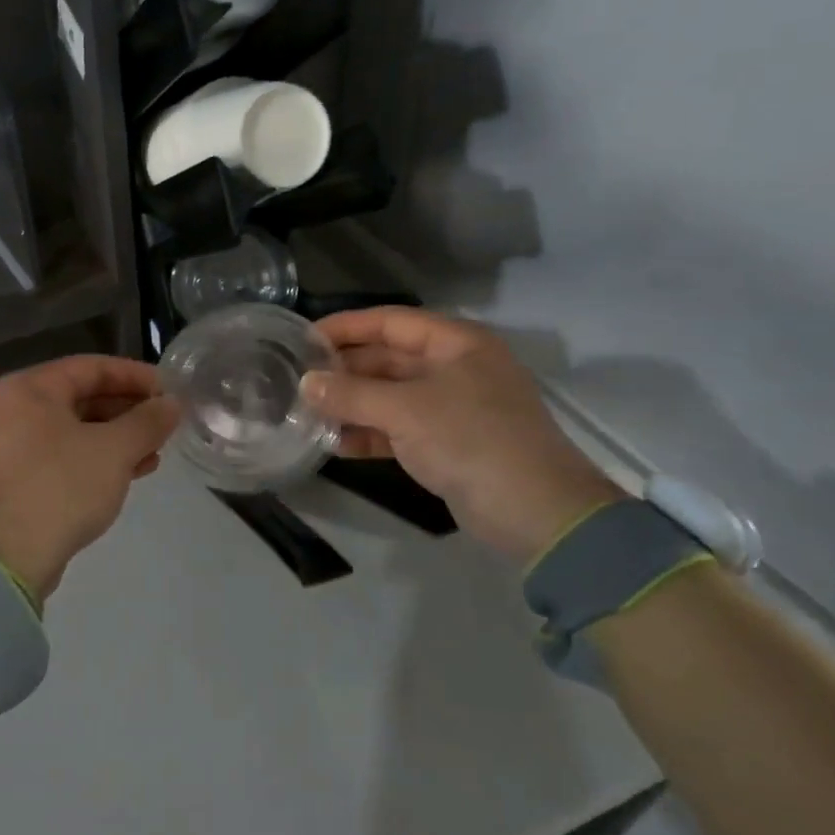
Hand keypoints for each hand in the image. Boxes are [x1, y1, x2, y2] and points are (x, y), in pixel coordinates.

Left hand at [0, 355, 180, 601]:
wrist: (4, 558)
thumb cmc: (60, 487)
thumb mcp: (114, 450)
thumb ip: (147, 421)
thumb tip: (172, 404)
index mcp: (33, 388)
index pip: (94, 367)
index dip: (136, 375)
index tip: (170, 390)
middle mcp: (20, 409)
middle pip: (85, 396)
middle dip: (130, 409)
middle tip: (167, 422)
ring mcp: (18, 446)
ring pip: (80, 429)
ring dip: (120, 437)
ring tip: (158, 449)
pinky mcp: (23, 480)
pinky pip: (70, 456)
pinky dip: (101, 459)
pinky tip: (135, 471)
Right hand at [300, 308, 620, 563]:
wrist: (536, 513)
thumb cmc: (471, 440)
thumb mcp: (406, 410)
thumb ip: (352, 394)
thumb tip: (306, 384)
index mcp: (456, 343)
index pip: (391, 321)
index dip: (346, 326)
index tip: (304, 337)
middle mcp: (454, 368)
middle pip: (388, 358)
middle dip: (345, 370)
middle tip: (298, 379)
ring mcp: (451, 408)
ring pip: (390, 396)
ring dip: (352, 404)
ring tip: (308, 412)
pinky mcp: (447, 444)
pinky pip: (398, 429)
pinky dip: (369, 434)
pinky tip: (334, 444)